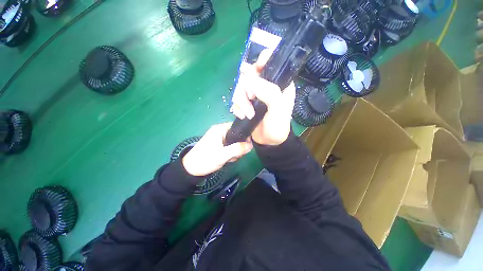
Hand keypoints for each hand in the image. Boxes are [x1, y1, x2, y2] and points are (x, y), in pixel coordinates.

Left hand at [182, 123, 252, 176]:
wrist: (191, 169)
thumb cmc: (205, 160)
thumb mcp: (223, 155)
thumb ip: (237, 149)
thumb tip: (251, 145)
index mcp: (220, 129)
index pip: (237, 127)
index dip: (244, 135)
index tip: (246, 145)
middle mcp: (220, 131)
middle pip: (237, 135)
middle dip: (238, 146)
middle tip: (235, 155)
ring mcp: (219, 138)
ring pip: (234, 142)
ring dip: (235, 151)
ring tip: (230, 158)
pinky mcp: (218, 145)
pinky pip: (230, 146)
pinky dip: (231, 153)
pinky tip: (227, 159)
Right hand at [230, 50, 295, 145]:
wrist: (268, 141)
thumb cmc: (277, 125)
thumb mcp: (278, 109)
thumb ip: (268, 92)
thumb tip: (249, 80)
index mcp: (279, 83)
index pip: (271, 61)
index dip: (262, 60)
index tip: (256, 69)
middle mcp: (266, 85)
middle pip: (249, 74)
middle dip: (247, 89)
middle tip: (251, 99)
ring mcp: (254, 94)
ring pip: (240, 87)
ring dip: (241, 101)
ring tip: (248, 114)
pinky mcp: (246, 102)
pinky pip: (235, 98)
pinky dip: (237, 107)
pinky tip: (242, 116)